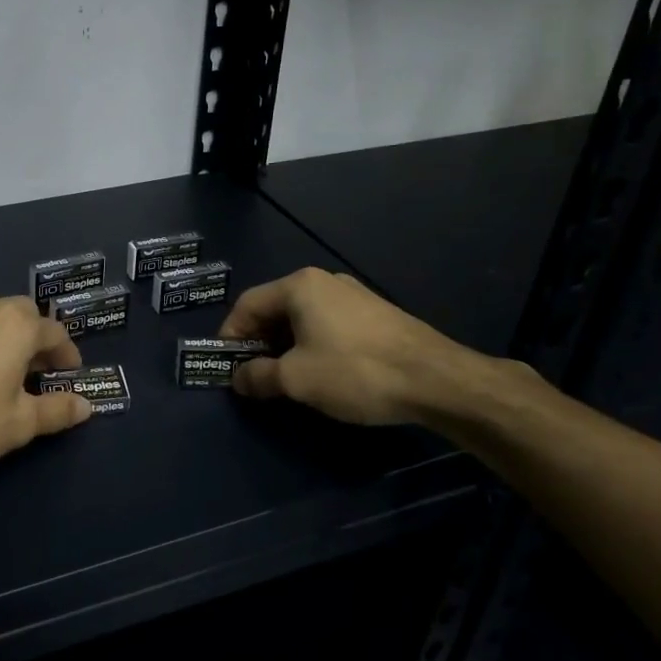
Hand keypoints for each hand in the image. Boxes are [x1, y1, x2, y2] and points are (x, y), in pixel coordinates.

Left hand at [0, 291, 90, 475]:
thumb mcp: (20, 423)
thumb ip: (57, 410)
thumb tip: (86, 406)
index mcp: (19, 324)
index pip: (56, 333)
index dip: (68, 355)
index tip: (71, 375)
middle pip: (24, 316)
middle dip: (37, 340)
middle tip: (41, 371)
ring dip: (6, 335)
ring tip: (7, 367)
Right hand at [219, 267, 481, 425]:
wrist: (435, 379)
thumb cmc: (355, 371)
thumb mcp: (296, 379)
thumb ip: (258, 376)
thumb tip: (239, 379)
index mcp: (299, 286)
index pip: (247, 304)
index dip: (230, 334)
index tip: (225, 365)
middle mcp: (324, 281)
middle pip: (275, 308)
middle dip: (258, 341)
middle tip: (253, 374)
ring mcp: (353, 294)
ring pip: (302, 317)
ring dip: (285, 345)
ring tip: (284, 377)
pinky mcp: (375, 313)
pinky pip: (328, 324)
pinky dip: (312, 344)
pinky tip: (320, 371)